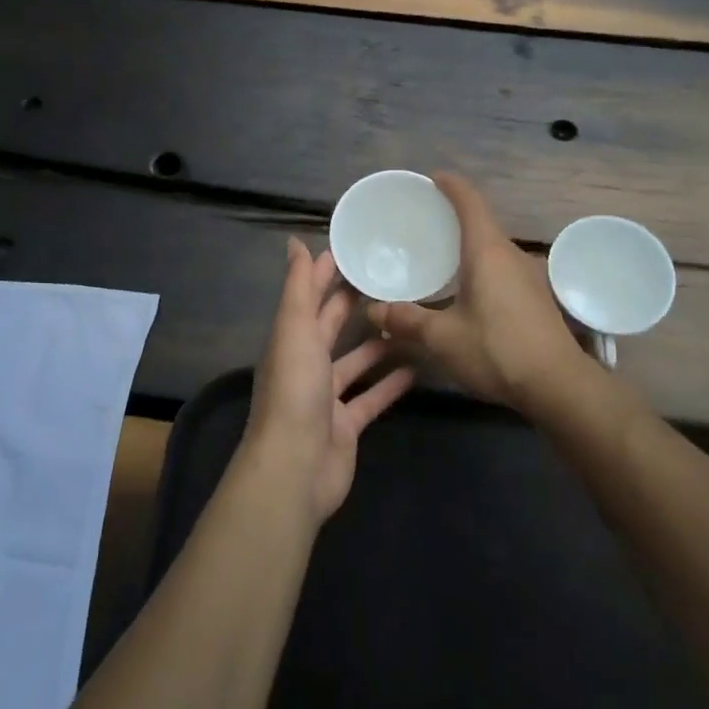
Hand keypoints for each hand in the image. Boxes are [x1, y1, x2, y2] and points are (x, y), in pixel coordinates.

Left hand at [242, 238, 415, 525]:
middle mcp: (306, 364)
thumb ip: (298, 288)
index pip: (308, 297)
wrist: (296, 467)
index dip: (325, 273)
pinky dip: (391, 384)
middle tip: (390, 278)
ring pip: (355, 362)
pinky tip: (418, 368)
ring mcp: (327, 397)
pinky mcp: (347, 424)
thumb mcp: (295, 330)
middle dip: (354, 303)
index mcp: (290, 339)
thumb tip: (293, 242)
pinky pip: (372, 398)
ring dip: (378, 344)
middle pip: (331, 327)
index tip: (354, 250)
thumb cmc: (295, 391)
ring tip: (411, 319)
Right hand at [368, 173, 585, 411]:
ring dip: (468, 244)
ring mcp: (528, 277)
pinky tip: (465, 289)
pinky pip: (501, 268)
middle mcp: (511, 255)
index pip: (470, 202)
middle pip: (482, 223)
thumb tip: (372, 311)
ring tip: (440, 254)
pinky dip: (479, 266)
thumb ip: (406, 320)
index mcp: (487, 251)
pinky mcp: (535, 298)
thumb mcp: (442, 338)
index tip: (433, 178)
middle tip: (425, 221)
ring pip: (493, 248)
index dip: (451, 185)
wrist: (558, 386)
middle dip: (455, 216)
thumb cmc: (496, 350)